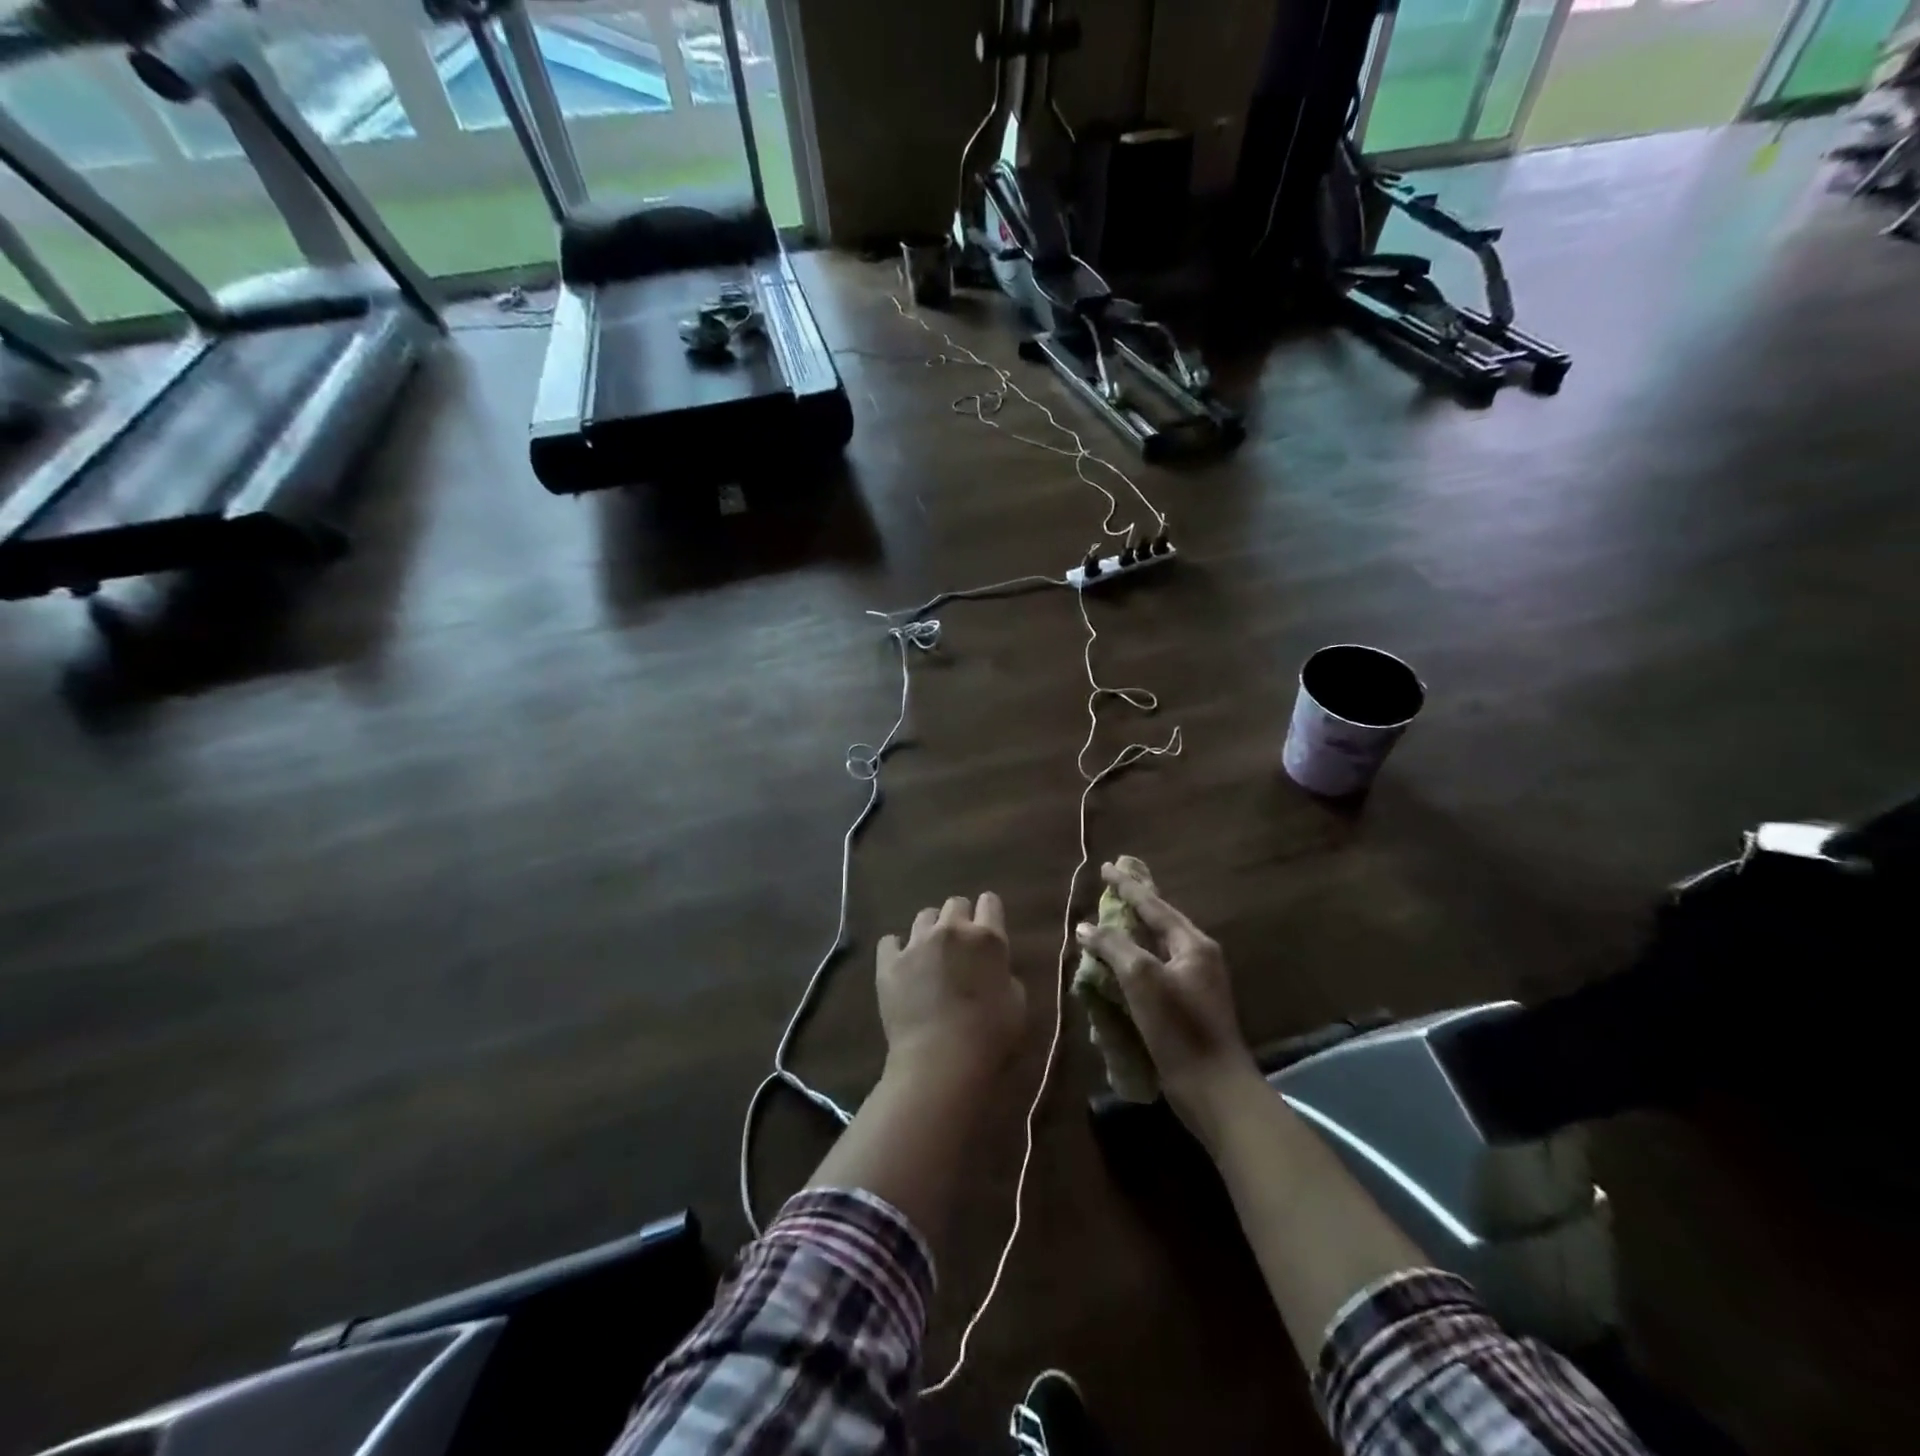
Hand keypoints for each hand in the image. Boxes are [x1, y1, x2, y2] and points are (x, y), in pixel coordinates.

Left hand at [877, 893, 1026, 1087]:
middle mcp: (952, 930)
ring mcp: (917, 943)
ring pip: (924, 916)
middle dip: (959, 918)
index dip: (989, 911)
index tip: (987, 923)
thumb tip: (994, 971)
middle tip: (960, 943)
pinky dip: (896, 949)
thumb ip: (1006, 976)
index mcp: (988, 938)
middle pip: (955, 904)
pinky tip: (901, 963)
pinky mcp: (889, 962)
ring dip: (931, 930)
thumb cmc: (989, 1036)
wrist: (940, 1059)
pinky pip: (889, 941)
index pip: (990, 903)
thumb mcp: (1017, 1004)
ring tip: (930, 952)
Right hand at [1076, 863, 1258, 1129]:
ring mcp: (1194, 984)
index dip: (1128, 885)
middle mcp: (1197, 958)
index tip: (1106, 867)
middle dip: (1134, 905)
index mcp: (1193, 944)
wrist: (1214, 1089)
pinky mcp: (1186, 1008)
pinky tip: (1116, 968)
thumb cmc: (1179, 1028)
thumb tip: (1085, 927)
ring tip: (1107, 923)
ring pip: (1156, 948)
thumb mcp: (1142, 979)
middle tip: (1111, 887)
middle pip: (1159, 922)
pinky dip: (1134, 963)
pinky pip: (1155, 972)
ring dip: (1131, 935)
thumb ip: (1113, 946)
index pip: (1154, 905)